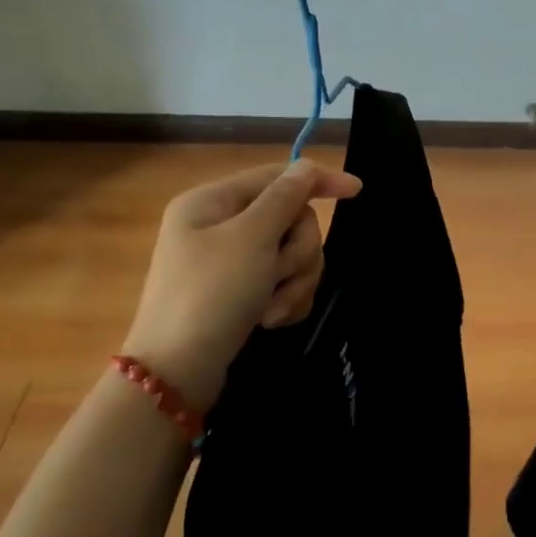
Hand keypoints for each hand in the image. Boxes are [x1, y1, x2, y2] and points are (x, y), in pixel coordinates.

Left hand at [121, 161, 360, 410]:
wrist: (178, 371)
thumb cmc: (211, 294)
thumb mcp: (251, 238)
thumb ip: (284, 198)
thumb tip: (306, 166)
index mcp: (213, 202)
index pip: (278, 177)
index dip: (319, 181)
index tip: (357, 191)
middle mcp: (221, 226)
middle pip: (291, 220)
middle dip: (297, 252)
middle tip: (281, 275)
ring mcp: (232, 263)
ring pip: (292, 255)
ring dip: (294, 282)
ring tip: (273, 309)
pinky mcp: (242, 293)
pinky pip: (284, 283)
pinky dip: (285, 300)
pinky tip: (271, 320)